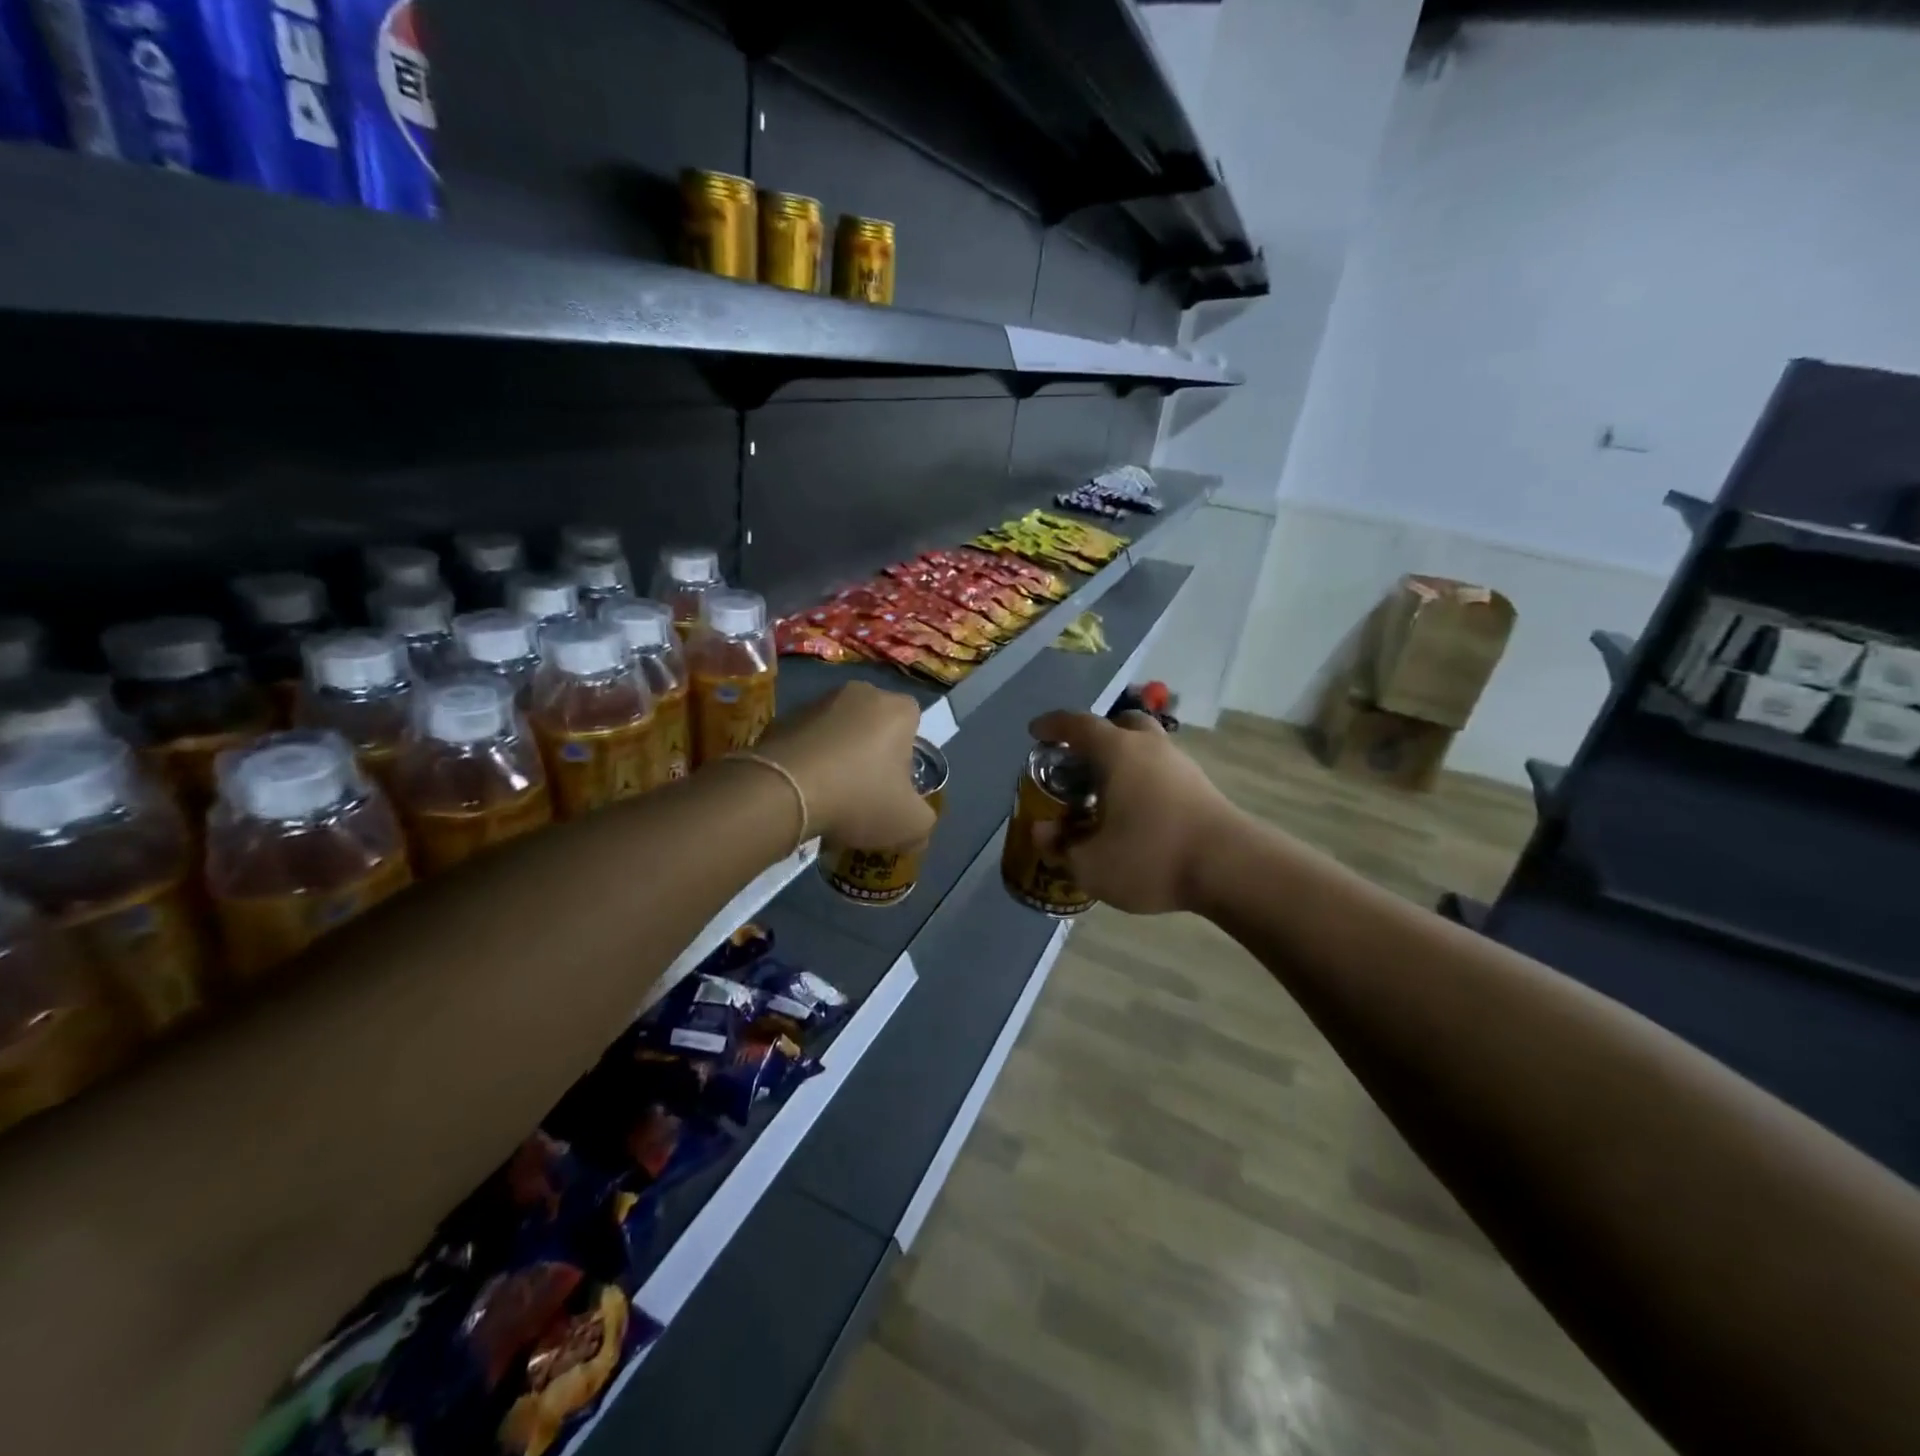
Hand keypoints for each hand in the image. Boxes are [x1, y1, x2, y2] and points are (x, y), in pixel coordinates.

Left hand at [755, 682, 935, 848]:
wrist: (783, 792)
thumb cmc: (859, 797)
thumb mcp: (910, 823)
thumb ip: (923, 823)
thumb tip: (917, 830)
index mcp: (896, 709)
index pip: (914, 721)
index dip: (907, 753)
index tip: (896, 783)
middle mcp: (859, 693)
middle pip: (875, 723)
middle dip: (872, 752)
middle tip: (865, 790)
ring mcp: (817, 701)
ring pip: (838, 729)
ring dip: (838, 754)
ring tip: (829, 795)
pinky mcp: (782, 717)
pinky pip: (806, 739)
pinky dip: (808, 758)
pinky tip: (803, 791)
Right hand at [1027, 709, 1236, 914]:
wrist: (1231, 869)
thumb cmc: (1151, 856)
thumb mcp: (1091, 864)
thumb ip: (1061, 847)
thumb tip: (1042, 832)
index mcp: (1117, 752)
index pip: (1078, 724)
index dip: (1053, 725)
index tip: (1036, 732)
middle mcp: (1149, 747)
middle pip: (1122, 724)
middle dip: (1097, 735)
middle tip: (1079, 758)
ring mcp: (1181, 764)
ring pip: (1146, 747)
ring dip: (1124, 758)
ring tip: (1106, 791)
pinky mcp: (1202, 787)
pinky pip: (1162, 770)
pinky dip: (1144, 779)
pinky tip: (1137, 811)